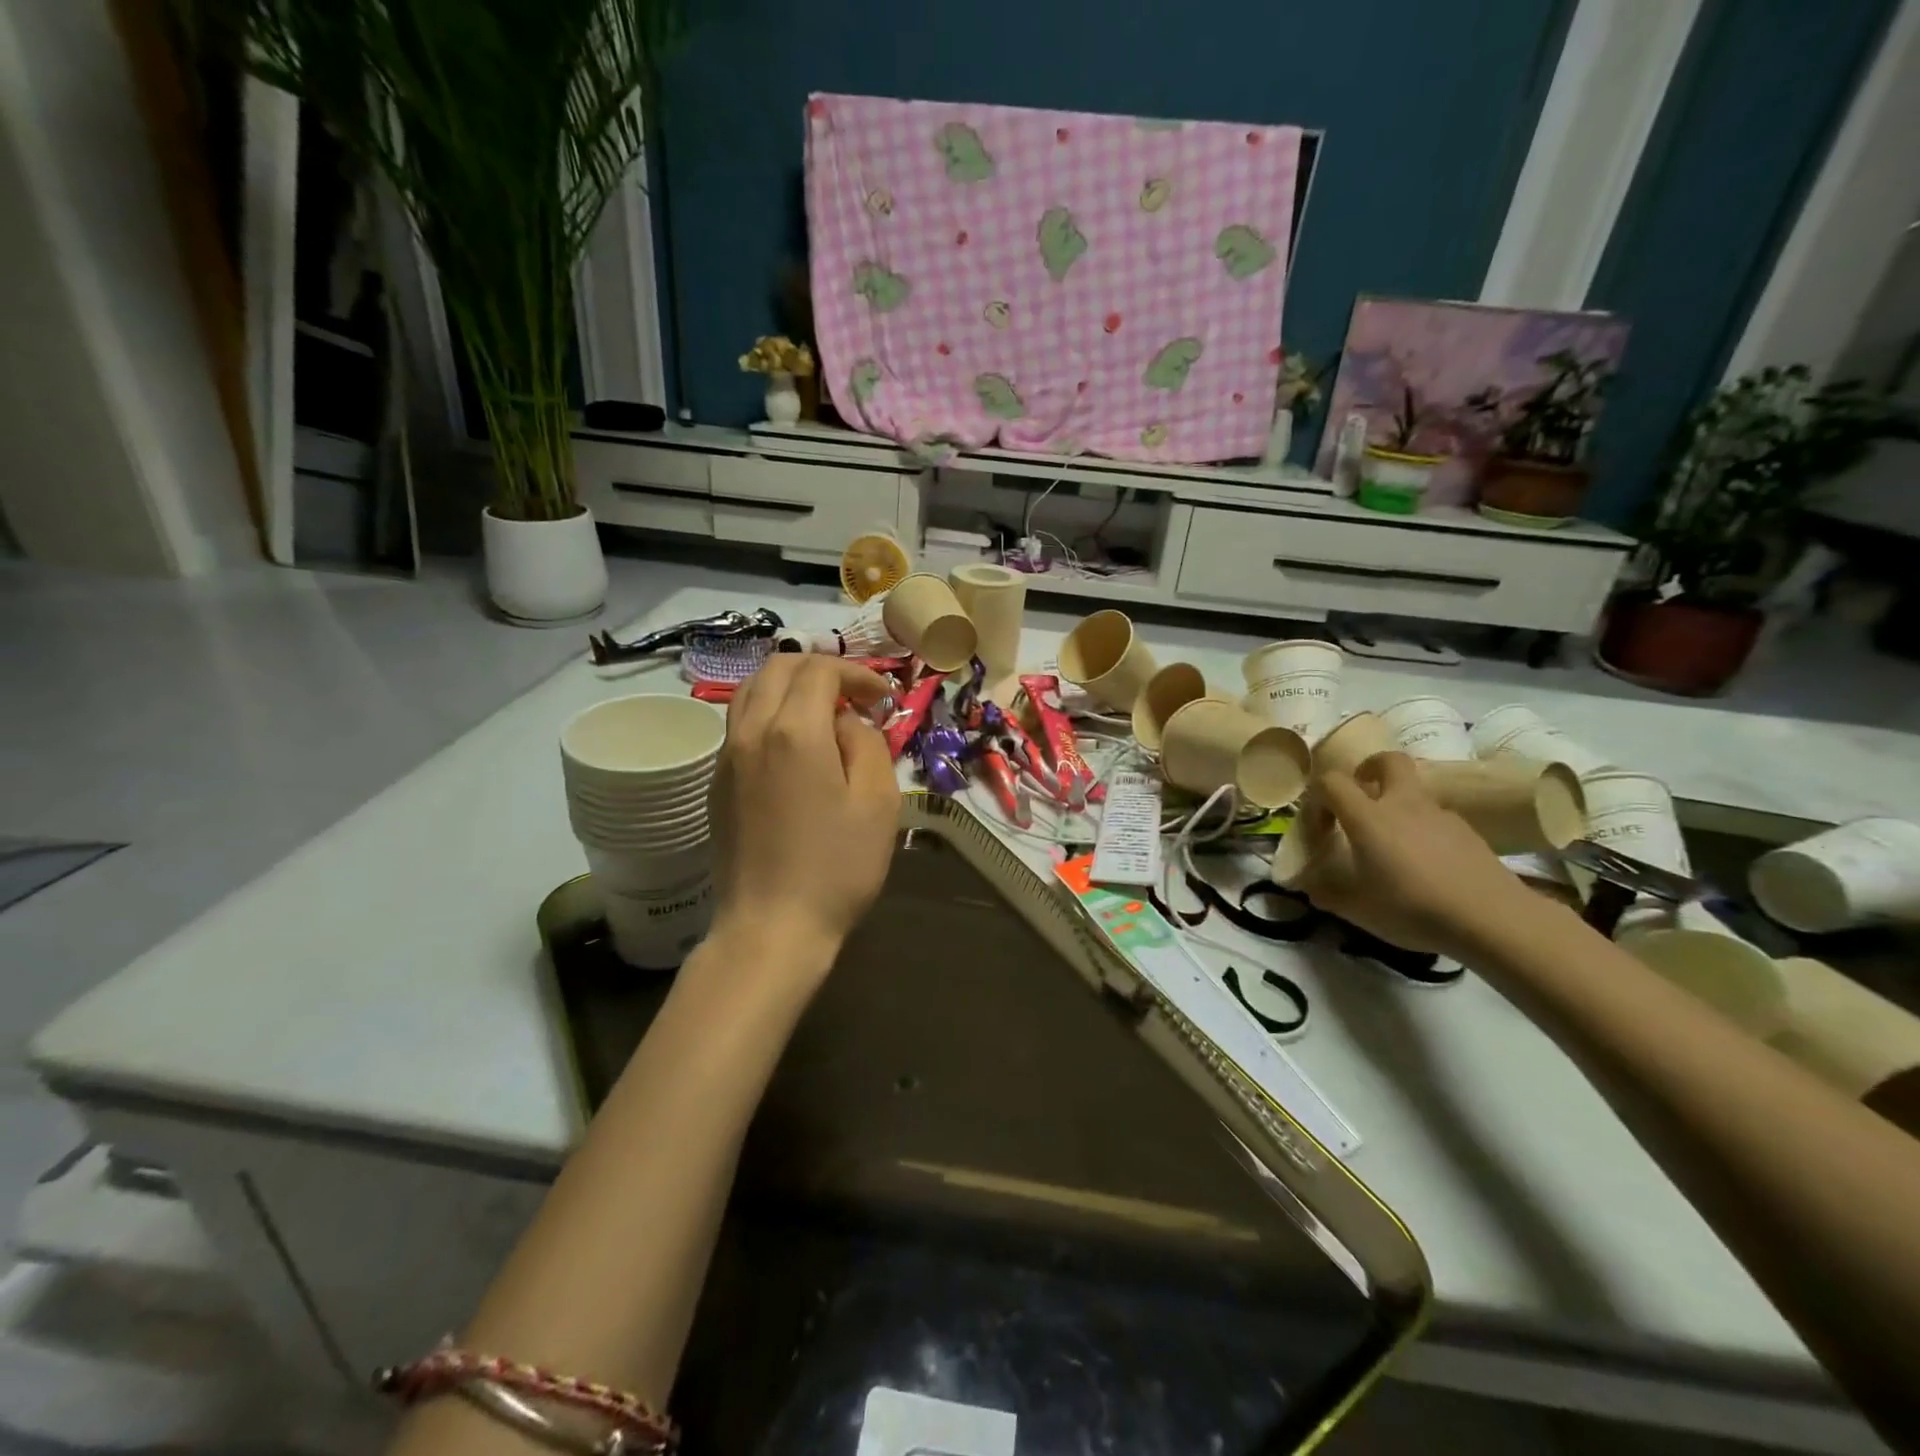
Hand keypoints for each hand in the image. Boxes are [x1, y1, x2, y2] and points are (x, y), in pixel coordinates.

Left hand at [710, 655, 899, 974]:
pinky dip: (769, 712)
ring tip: (823, 714)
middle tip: (854, 698)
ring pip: (751, 690)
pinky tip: (795, 746)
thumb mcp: (878, 802)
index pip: (820, 669)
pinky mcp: (716, 782)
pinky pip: (740, 723)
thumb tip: (844, 722)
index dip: (857, 673)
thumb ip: (866, 743)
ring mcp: (726, 756)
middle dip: (821, 670)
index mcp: (794, 731)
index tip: (883, 700)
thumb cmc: (836, 867)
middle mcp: (751, 731)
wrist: (770, 927)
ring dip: (790, 687)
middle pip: (779, 667)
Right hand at [1301, 752, 1531, 959]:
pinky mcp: (1469, 833)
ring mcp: (1441, 815)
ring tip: (1394, 848)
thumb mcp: (1358, 909)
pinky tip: (1427, 866)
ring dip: (1398, 807)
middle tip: (1361, 797)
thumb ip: (1327, 893)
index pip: (1332, 781)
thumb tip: (1309, 886)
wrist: (1493, 919)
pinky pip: (1437, 820)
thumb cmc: (1413, 909)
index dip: (1318, 797)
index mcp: (1368, 817)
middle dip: (1370, 769)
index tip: (1320, 826)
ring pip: (1415, 793)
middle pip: (1388, 761)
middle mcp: (1403, 805)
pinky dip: (1424, 832)